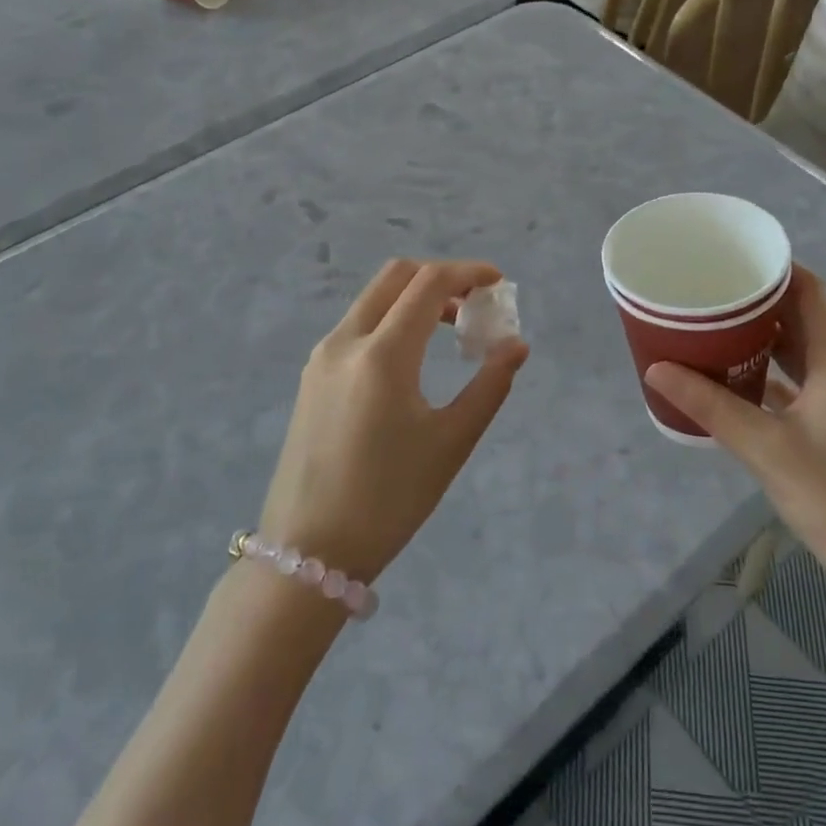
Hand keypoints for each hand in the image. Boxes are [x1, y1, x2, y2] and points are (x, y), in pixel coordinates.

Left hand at [259, 259, 529, 585]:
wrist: (309, 553)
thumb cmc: (389, 499)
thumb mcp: (451, 443)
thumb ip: (489, 385)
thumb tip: (516, 346)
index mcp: (383, 354)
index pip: (429, 283)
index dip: (469, 272)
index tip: (499, 282)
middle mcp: (346, 341)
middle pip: (396, 276)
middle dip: (440, 277)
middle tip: (474, 305)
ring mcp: (322, 357)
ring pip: (373, 299)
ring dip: (414, 299)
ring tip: (451, 332)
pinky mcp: (312, 377)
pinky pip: (357, 325)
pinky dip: (391, 320)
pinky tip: (413, 359)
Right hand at [644, 265, 825, 610]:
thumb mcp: (766, 448)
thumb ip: (711, 407)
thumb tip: (657, 368)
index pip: (810, 293)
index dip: (778, 267)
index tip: (734, 255)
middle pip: (799, 318)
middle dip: (757, 300)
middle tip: (709, 289)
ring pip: (795, 353)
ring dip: (759, 338)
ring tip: (711, 326)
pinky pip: (792, 386)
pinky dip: (764, 374)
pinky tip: (729, 380)